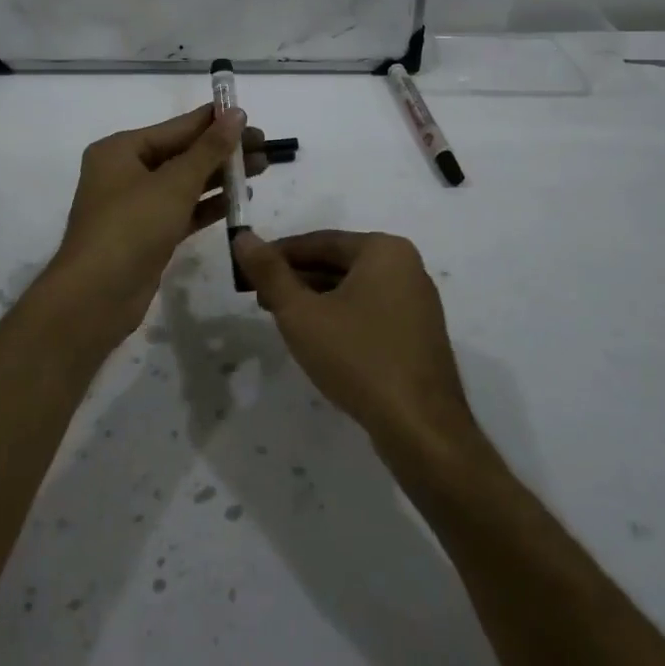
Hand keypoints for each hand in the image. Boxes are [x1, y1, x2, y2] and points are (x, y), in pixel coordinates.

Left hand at [48, 104, 266, 343]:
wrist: (96, 297)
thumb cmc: (131, 227)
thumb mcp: (174, 184)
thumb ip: (209, 149)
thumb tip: (236, 114)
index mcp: (120, 150)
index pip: (176, 127)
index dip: (213, 121)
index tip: (250, 115)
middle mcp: (125, 172)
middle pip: (182, 154)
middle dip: (222, 150)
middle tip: (265, 146)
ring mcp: (135, 206)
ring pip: (185, 183)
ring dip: (220, 177)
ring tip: (261, 168)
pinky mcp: (147, 235)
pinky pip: (183, 210)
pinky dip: (209, 205)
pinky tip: (240, 200)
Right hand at [232, 229, 473, 447]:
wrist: (421, 427)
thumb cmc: (358, 358)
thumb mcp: (301, 314)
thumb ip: (269, 273)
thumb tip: (243, 237)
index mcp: (383, 250)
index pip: (319, 242)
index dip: (277, 255)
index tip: (247, 271)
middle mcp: (406, 266)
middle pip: (337, 263)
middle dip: (296, 279)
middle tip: (260, 299)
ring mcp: (417, 301)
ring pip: (353, 288)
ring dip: (316, 299)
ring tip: (282, 320)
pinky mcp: (418, 333)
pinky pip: (371, 310)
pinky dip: (341, 317)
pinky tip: (319, 340)